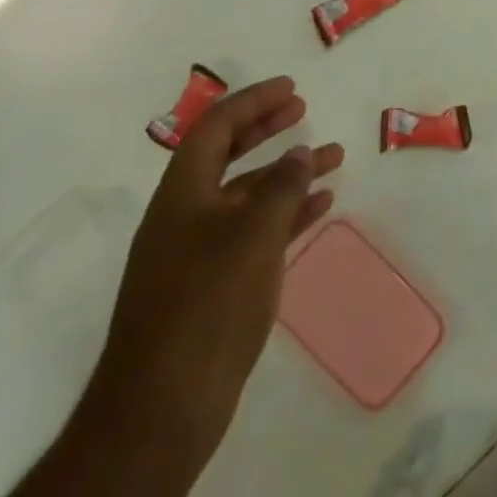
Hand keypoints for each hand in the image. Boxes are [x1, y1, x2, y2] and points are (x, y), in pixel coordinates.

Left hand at [92, 78, 344, 467]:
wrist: (162, 408)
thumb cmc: (207, 303)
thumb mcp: (253, 233)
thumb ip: (283, 186)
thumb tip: (299, 153)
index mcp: (182, 195)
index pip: (215, 128)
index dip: (252, 102)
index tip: (291, 88)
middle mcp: (185, 216)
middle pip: (226, 156)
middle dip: (265, 129)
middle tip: (302, 109)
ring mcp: (198, 253)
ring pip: (248, 195)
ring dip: (287, 173)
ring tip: (333, 158)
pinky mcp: (214, 287)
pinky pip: (256, 232)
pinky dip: (288, 214)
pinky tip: (321, 206)